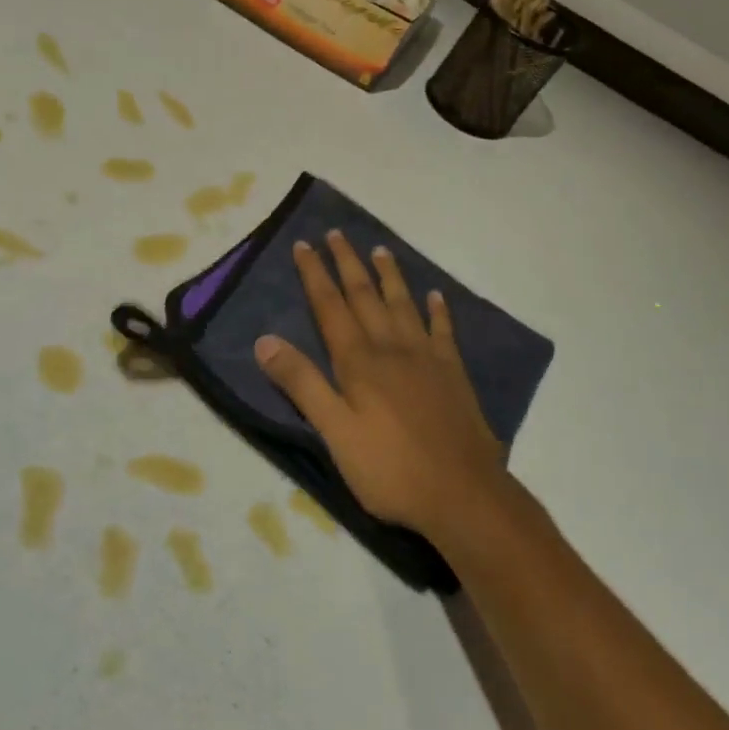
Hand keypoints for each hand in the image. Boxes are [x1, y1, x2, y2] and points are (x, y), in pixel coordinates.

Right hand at [254, 230, 507, 536]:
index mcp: (359, 362)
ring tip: (380, 250)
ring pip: (403, 305)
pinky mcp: (454, 374)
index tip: (304, 245)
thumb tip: (265, 340)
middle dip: (348, 263)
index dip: (315, 275)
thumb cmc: (390, 469)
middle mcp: (392, 349)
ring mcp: (427, 359)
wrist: (463, 495)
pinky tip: (436, 296)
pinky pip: (443, 331)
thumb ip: (302, 384)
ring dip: (389, 276)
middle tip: (338, 233)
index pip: (330, 307)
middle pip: (365, 296)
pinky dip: (438, 311)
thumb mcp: (334, 432)